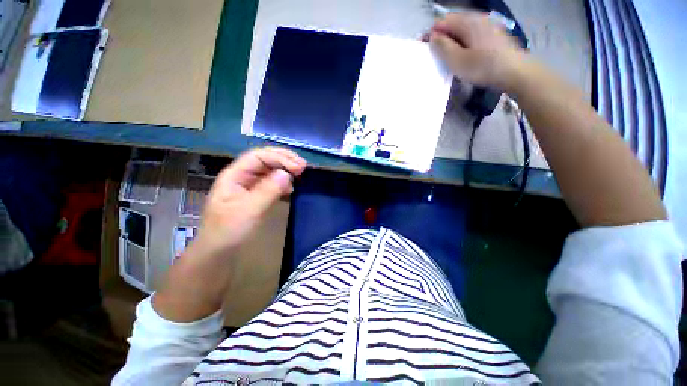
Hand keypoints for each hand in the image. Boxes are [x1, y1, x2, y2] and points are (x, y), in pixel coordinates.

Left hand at [152, 147, 306, 321]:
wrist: (219, 253)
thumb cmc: (229, 232)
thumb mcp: (249, 210)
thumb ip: (268, 191)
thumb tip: (287, 174)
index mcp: (234, 175)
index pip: (258, 156)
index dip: (280, 158)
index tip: (299, 168)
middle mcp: (242, 177)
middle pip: (264, 159)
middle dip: (284, 159)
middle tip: (303, 166)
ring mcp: (249, 186)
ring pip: (269, 170)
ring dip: (285, 169)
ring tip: (299, 174)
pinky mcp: (256, 196)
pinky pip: (271, 183)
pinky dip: (283, 182)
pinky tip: (290, 188)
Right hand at [428, 12, 525, 90]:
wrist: (515, 73)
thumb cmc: (483, 67)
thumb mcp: (457, 60)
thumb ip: (443, 47)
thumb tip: (433, 37)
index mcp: (468, 22)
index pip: (442, 22)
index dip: (431, 34)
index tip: (424, 49)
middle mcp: (478, 19)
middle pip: (453, 24)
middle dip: (441, 38)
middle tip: (435, 56)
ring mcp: (487, 26)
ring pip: (463, 31)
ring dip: (452, 42)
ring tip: (448, 58)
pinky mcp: (493, 36)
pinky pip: (472, 36)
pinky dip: (463, 44)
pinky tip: (463, 57)